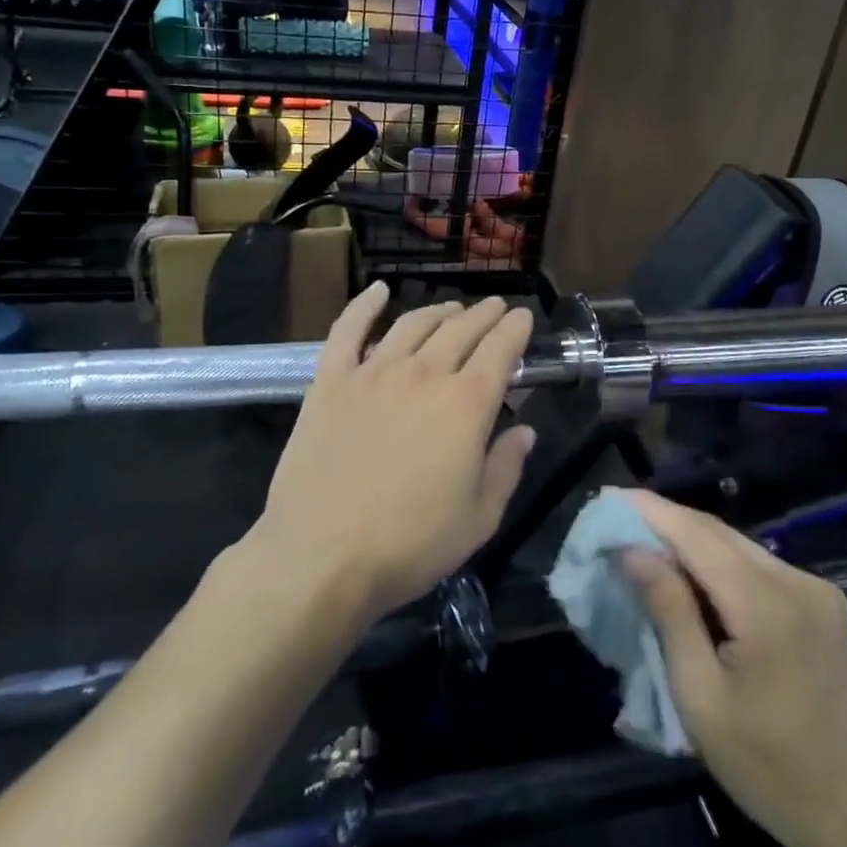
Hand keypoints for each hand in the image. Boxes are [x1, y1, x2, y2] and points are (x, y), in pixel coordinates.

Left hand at [253, 284, 536, 621]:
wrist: (322, 556)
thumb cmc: (410, 544)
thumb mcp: (479, 518)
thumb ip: (506, 467)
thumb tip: (525, 430)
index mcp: (467, 404)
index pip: (501, 349)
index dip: (516, 329)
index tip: (524, 318)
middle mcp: (424, 374)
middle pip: (461, 329)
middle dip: (484, 314)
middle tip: (496, 308)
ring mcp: (373, 372)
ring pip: (413, 324)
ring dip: (438, 310)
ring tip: (451, 308)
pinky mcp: (330, 380)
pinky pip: (348, 329)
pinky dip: (364, 304)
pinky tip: (378, 290)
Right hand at [618, 491, 846, 846]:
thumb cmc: (767, 767)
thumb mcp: (700, 697)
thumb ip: (669, 613)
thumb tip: (633, 551)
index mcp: (766, 606)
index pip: (696, 535)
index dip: (650, 511)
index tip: (608, 498)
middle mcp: (797, 581)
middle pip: (718, 532)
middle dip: (666, 521)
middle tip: (619, 520)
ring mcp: (818, 590)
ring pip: (739, 545)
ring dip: (692, 540)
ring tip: (647, 543)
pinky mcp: (826, 604)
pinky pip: (760, 565)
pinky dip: (721, 562)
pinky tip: (695, 575)